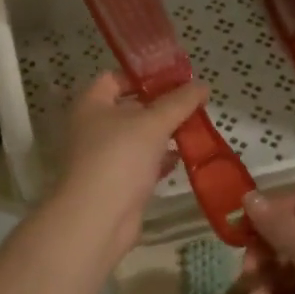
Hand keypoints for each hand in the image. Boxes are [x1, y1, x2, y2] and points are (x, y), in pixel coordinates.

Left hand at [54, 73, 209, 256]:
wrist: (98, 218)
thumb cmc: (120, 158)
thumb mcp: (154, 123)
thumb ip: (179, 102)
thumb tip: (202, 84)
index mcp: (92, 104)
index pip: (115, 78)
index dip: (143, 75)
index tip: (175, 77)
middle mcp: (93, 128)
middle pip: (129, 108)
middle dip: (161, 106)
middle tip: (192, 103)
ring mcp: (104, 157)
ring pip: (138, 138)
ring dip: (164, 134)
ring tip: (195, 128)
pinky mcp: (116, 183)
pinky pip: (141, 164)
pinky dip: (160, 160)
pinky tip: (182, 158)